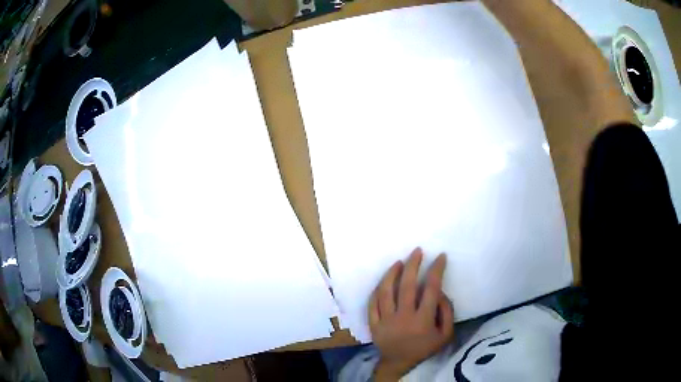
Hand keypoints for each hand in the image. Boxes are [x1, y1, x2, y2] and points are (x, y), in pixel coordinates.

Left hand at [369, 248, 453, 380]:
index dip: (436, 270)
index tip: (440, 257)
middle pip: (406, 285)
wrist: (399, 364)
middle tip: (417, 251)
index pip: (431, 289)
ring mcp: (386, 320)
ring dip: (392, 274)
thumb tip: (440, 292)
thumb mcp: (445, 335)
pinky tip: (384, 281)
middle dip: (412, 265)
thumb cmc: (424, 349)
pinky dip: (377, 290)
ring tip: (399, 262)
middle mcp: (403, 317)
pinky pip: (373, 304)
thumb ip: (447, 313)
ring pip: (386, 292)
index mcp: (423, 320)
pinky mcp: (374, 323)